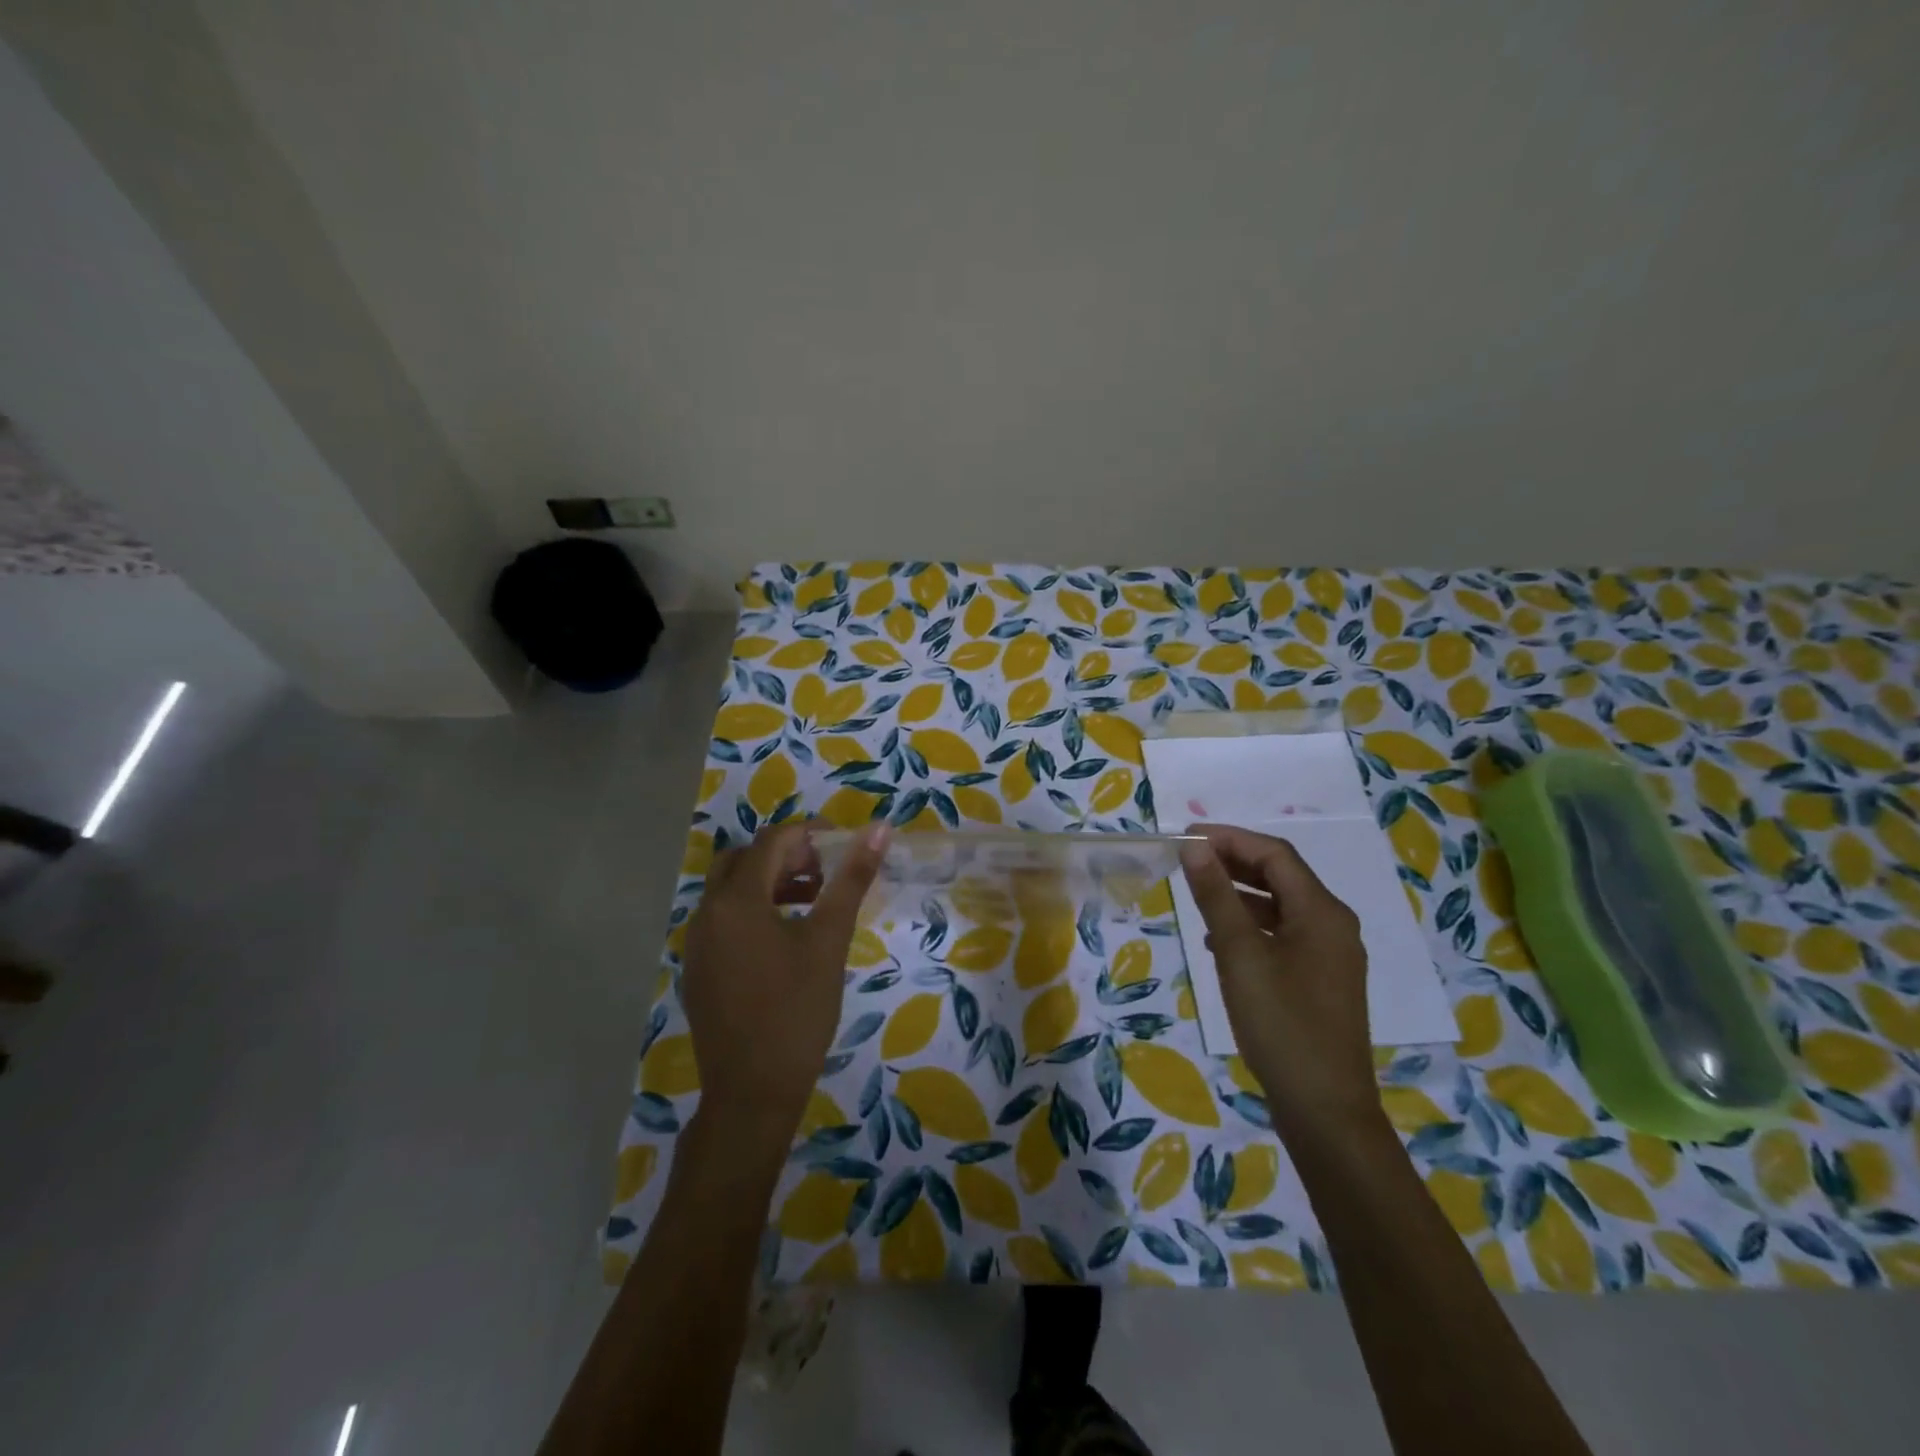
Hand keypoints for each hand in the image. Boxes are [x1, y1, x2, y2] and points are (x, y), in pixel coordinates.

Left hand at [683, 821, 888, 1143]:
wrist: (752, 1092)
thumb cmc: (797, 1011)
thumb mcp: (829, 941)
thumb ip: (851, 880)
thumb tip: (879, 829)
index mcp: (737, 900)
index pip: (772, 841)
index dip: (810, 835)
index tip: (844, 846)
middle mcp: (707, 913)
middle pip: (743, 859)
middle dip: (785, 856)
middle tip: (824, 871)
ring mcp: (697, 943)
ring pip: (730, 890)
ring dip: (769, 882)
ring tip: (812, 900)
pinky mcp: (698, 969)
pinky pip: (722, 920)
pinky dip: (752, 910)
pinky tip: (785, 939)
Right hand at [1178, 825, 1378, 1140]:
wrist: (1325, 1109)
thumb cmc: (1280, 1024)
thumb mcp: (1239, 954)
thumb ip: (1217, 896)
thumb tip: (1195, 847)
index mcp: (1322, 912)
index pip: (1275, 854)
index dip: (1230, 838)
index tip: (1187, 838)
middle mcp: (1334, 925)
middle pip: (1282, 876)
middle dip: (1235, 862)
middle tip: (1189, 859)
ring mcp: (1332, 955)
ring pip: (1282, 906)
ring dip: (1241, 893)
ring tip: (1199, 894)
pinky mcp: (1323, 981)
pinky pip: (1285, 934)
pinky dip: (1252, 925)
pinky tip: (1221, 941)